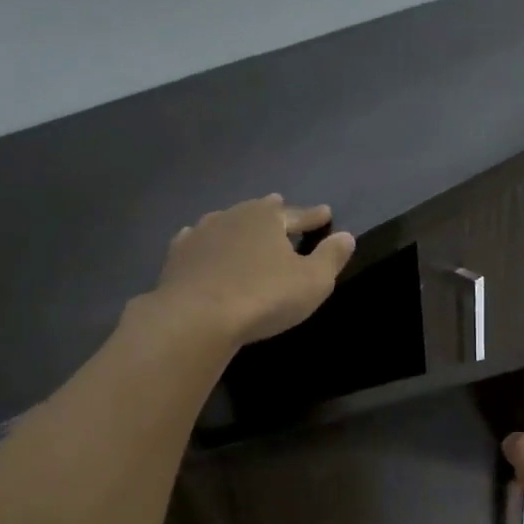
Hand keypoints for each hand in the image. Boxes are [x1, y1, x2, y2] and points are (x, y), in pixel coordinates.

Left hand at [155, 195, 355, 346]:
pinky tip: (203, 244)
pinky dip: (207, 243)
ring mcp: (200, 234)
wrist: (196, 317)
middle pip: (259, 211)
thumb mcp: (313, 281)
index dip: (314, 216)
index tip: (326, 213)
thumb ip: (331, 257)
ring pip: (225, 223)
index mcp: (267, 217)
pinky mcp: (177, 256)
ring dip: (237, 225)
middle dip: (273, 211)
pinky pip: (197, 242)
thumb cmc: (264, 296)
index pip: (298, 214)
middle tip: (280, 206)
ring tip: (244, 226)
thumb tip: (346, 236)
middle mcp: (233, 216)